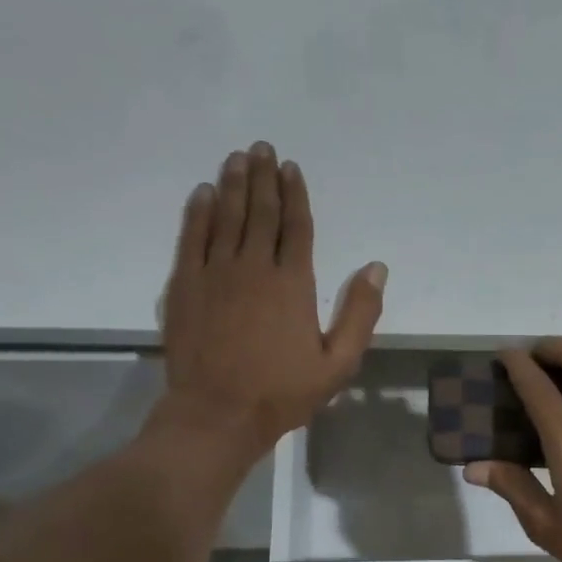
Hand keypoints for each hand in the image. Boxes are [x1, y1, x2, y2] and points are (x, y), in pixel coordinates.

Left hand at [150, 142, 385, 464]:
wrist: (218, 413)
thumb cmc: (283, 392)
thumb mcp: (338, 363)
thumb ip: (360, 314)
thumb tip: (376, 268)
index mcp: (293, 284)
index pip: (296, 228)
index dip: (295, 195)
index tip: (291, 168)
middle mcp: (253, 267)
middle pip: (261, 213)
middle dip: (263, 178)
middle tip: (262, 148)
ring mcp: (215, 273)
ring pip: (226, 217)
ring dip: (233, 185)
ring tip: (237, 158)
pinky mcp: (184, 285)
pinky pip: (192, 237)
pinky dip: (198, 212)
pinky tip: (203, 193)